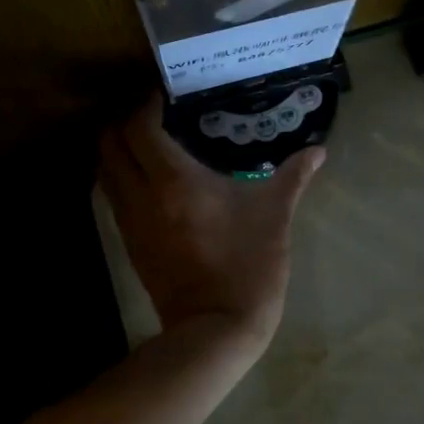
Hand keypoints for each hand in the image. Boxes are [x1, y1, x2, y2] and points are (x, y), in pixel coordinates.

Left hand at [98, 94, 324, 347]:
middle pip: (109, 143)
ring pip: (105, 170)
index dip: (146, 104)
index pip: (139, 126)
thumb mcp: (275, 216)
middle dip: (124, 121)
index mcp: (174, 180)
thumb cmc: (248, 265)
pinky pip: (113, 197)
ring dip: (118, 149)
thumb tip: (319, 151)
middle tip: (154, 115)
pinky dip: (121, 177)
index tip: (166, 95)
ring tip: (150, 142)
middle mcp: (141, 195)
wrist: (216, 328)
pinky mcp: (130, 244)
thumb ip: (294, 176)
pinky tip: (151, 180)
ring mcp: (130, 222)